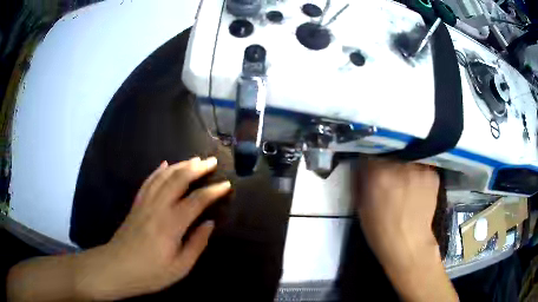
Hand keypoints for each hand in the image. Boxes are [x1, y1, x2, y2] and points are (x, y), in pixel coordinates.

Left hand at [76, 157, 230, 299]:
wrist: (117, 268)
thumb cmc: (150, 273)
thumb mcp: (180, 267)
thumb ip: (196, 244)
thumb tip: (209, 224)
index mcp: (171, 224)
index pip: (197, 200)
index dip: (213, 191)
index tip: (226, 185)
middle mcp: (158, 207)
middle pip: (178, 179)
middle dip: (197, 168)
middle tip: (211, 161)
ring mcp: (145, 203)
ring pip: (163, 176)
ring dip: (180, 165)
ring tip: (194, 159)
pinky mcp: (136, 204)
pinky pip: (148, 181)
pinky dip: (158, 170)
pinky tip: (165, 164)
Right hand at [353, 160, 439, 271]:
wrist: (409, 244)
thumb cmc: (380, 230)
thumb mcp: (362, 206)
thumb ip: (361, 182)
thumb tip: (362, 167)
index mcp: (378, 175)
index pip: (370, 155)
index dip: (370, 164)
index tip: (371, 171)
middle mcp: (399, 166)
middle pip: (390, 156)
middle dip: (388, 165)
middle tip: (389, 180)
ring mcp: (418, 169)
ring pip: (408, 161)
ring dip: (404, 170)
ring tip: (405, 185)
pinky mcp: (432, 175)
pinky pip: (422, 169)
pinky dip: (418, 176)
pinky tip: (417, 190)